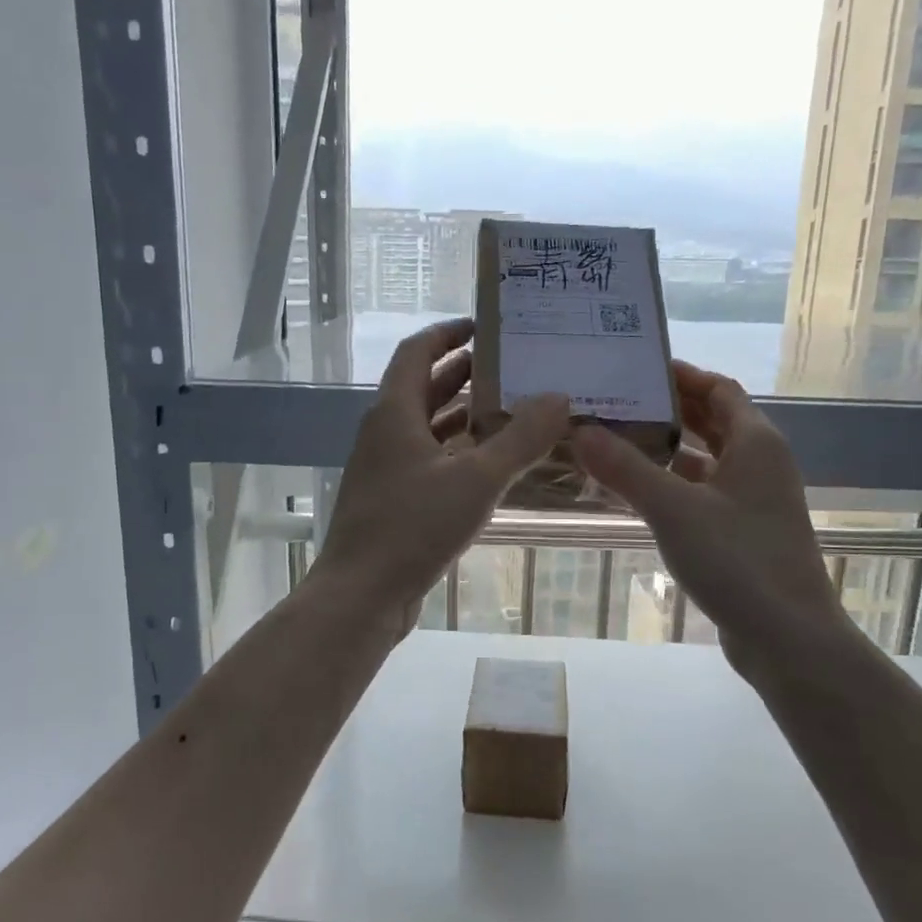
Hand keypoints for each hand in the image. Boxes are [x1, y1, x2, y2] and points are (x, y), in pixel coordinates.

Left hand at [314, 319, 569, 639]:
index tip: (485, 326)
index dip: (448, 333)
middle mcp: (385, 432)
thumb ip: (521, 438)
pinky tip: (490, 465)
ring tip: (511, 410)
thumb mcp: (477, 479)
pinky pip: (428, 460)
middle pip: (423, 387)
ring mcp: (385, 468)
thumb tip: (560, 397)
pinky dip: (458, 452)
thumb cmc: (413, 527)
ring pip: (427, 427)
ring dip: (463, 415)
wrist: (361, 595)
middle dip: (464, 373)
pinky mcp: (392, 500)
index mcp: (394, 412)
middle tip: (513, 368)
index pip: (417, 352)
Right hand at [571, 361, 850, 673]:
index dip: (681, 376)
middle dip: (669, 409)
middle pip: (713, 421)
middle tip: (615, 402)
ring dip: (668, 448)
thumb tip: (579, 429)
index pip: (718, 389)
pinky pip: (703, 493)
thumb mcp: (674, 510)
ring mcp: (753, 501)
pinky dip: (673, 484)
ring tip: (615, 440)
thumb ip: (626, 468)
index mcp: (756, 443)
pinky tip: (637, 491)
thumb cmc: (738, 561)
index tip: (635, 370)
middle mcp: (759, 464)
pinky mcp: (743, 533)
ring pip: (707, 460)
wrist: (788, 639)